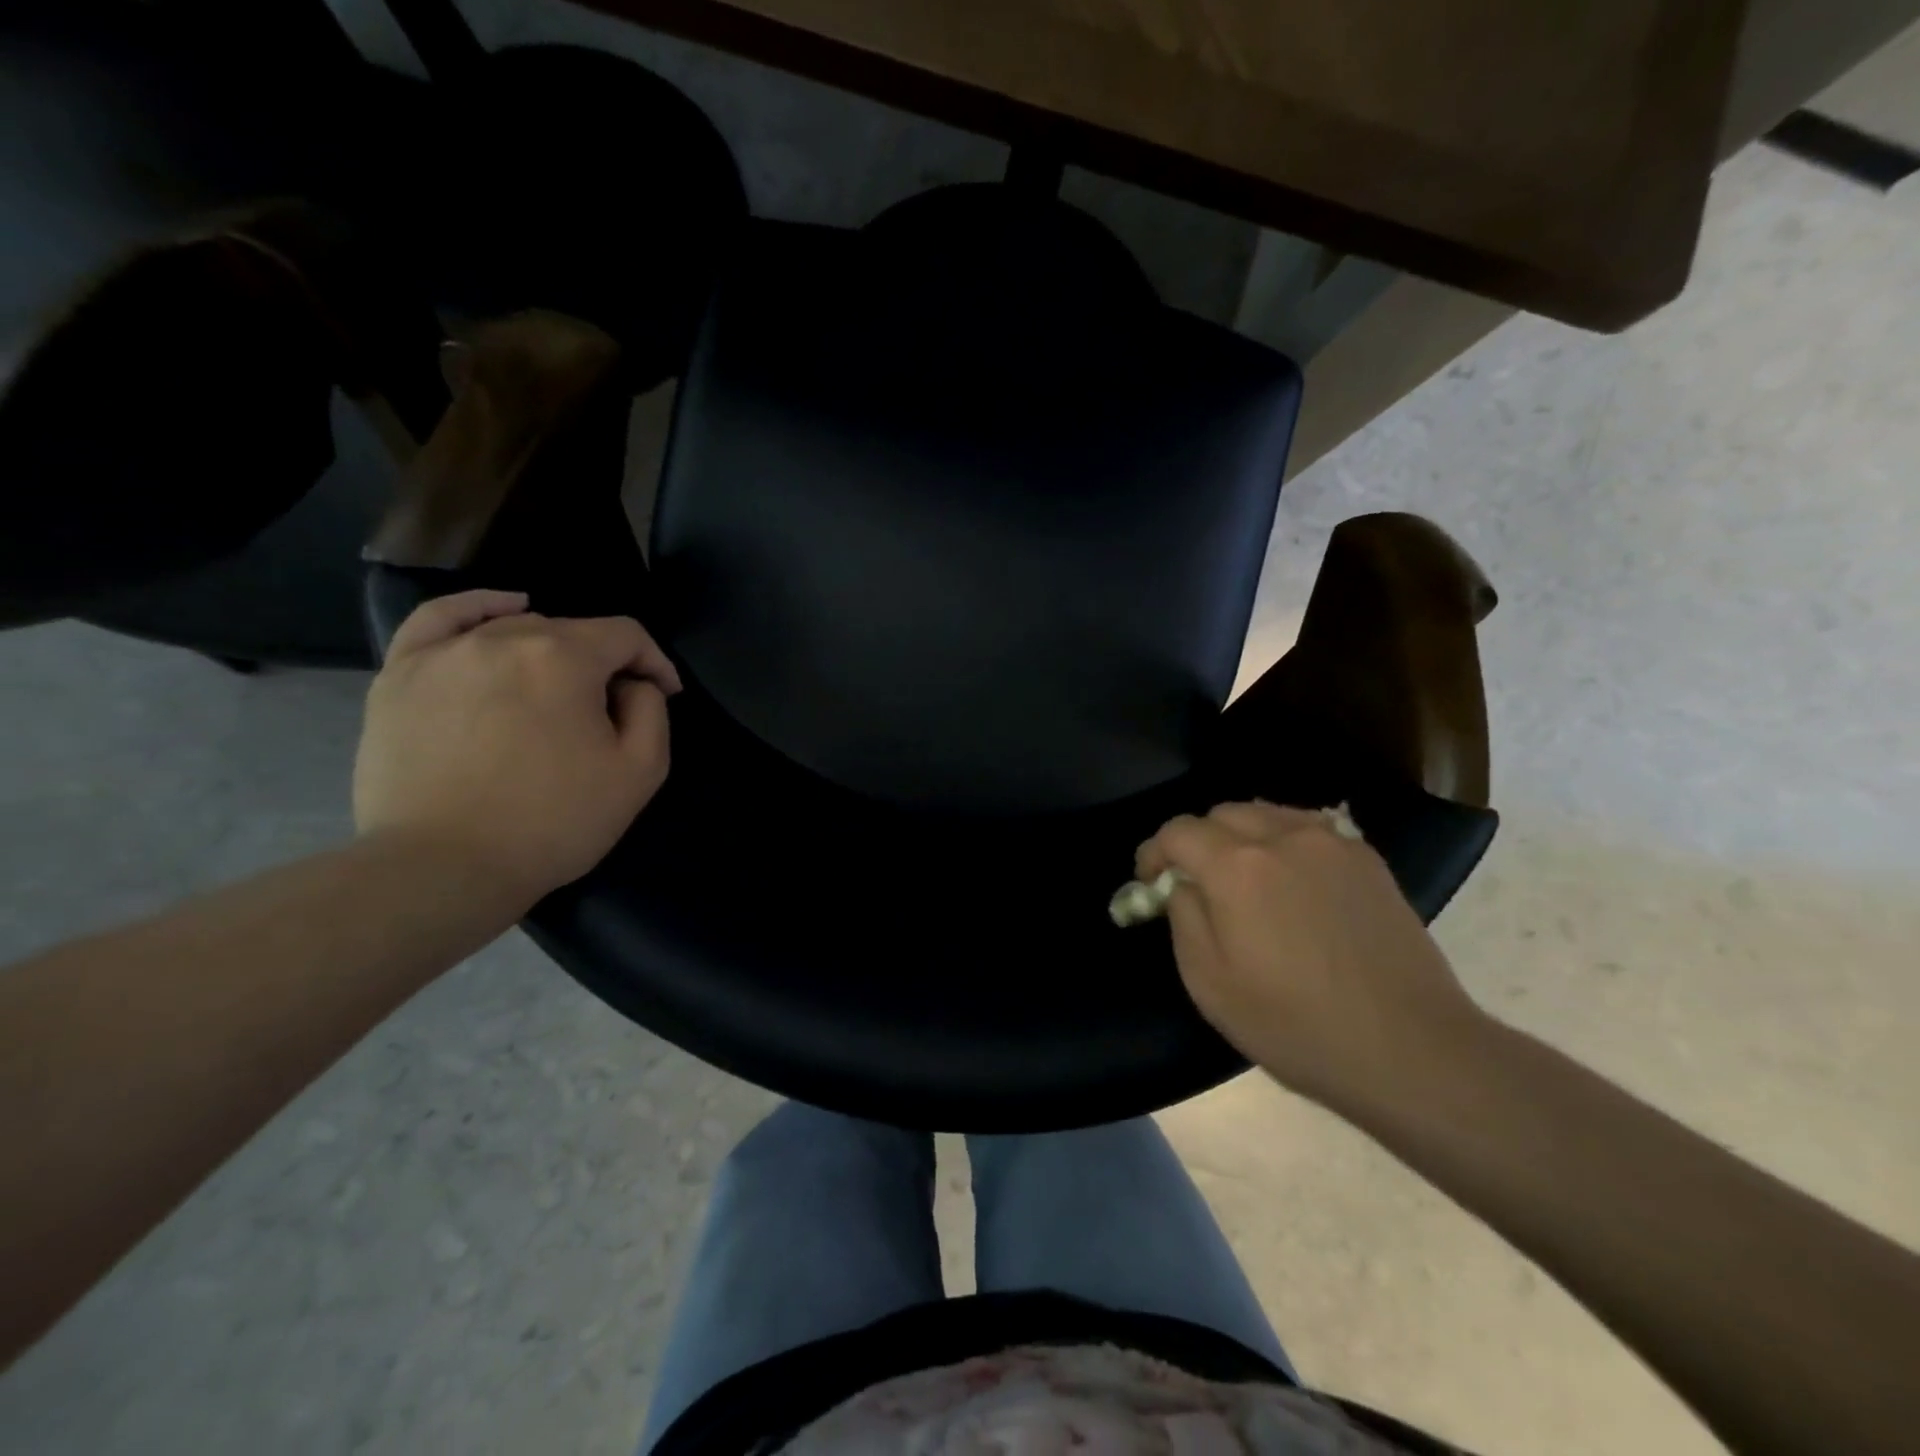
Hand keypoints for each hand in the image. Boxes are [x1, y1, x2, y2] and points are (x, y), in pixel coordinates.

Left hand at [354, 590, 681, 908]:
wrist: (443, 868)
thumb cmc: (553, 821)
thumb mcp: (639, 772)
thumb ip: (652, 710)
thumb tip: (635, 684)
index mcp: (565, 658)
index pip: (626, 636)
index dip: (654, 662)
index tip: (664, 695)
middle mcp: (504, 638)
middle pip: (572, 633)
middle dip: (603, 666)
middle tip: (608, 715)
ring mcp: (445, 653)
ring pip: (515, 629)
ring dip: (551, 652)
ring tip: (557, 690)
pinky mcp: (400, 675)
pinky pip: (442, 619)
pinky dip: (478, 607)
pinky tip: (504, 610)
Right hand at [1137, 800, 1486, 1113]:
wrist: (1410, 1048)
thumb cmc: (1296, 1024)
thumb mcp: (1210, 983)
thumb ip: (1184, 918)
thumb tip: (1182, 885)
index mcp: (1236, 867)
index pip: (1177, 831)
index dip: (1154, 853)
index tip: (1152, 883)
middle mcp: (1282, 837)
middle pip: (1222, 814)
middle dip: (1198, 841)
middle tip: (1197, 883)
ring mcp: (1331, 843)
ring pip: (1266, 813)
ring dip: (1241, 836)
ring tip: (1245, 879)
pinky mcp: (1367, 859)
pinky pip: (1309, 828)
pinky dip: (1284, 841)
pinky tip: (1292, 879)